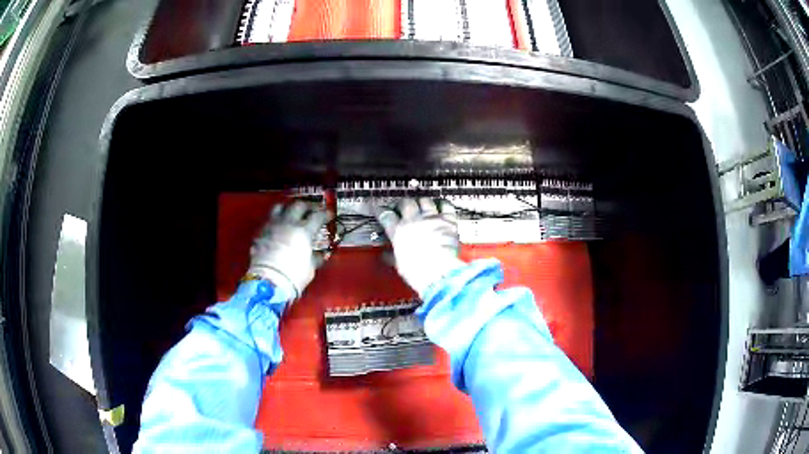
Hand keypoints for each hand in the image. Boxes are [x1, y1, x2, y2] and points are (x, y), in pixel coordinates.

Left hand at [247, 201, 330, 299]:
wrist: (268, 282)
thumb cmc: (294, 276)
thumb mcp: (310, 268)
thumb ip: (315, 258)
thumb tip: (320, 255)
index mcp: (303, 231)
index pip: (317, 216)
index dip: (325, 214)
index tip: (328, 215)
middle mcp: (288, 224)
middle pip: (298, 206)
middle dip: (306, 207)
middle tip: (311, 212)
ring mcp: (272, 227)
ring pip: (280, 208)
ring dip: (287, 208)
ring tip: (291, 213)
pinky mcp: (260, 234)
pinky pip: (269, 221)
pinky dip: (275, 222)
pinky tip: (277, 229)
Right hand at [376, 198, 465, 296]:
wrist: (439, 273)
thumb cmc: (419, 272)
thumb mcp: (400, 265)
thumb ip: (393, 256)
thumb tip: (387, 256)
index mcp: (399, 232)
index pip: (386, 215)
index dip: (382, 211)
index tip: (382, 211)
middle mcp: (414, 221)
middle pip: (405, 203)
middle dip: (402, 204)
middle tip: (402, 207)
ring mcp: (432, 219)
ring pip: (424, 200)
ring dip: (421, 201)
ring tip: (420, 204)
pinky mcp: (448, 221)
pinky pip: (445, 205)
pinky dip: (442, 203)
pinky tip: (441, 204)